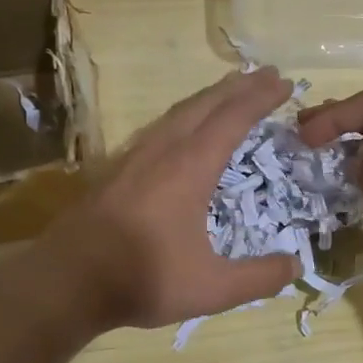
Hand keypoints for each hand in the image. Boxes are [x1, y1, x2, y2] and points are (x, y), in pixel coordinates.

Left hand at [44, 68, 302, 330]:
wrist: (66, 282)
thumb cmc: (143, 279)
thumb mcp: (211, 288)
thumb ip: (258, 278)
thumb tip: (295, 267)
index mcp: (189, 168)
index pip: (232, 120)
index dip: (259, 98)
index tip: (283, 82)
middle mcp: (162, 152)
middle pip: (204, 105)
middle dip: (238, 87)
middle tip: (266, 74)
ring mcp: (134, 158)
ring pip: (177, 113)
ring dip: (208, 97)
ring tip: (229, 91)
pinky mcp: (114, 171)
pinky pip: (157, 128)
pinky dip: (182, 117)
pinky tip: (180, 129)